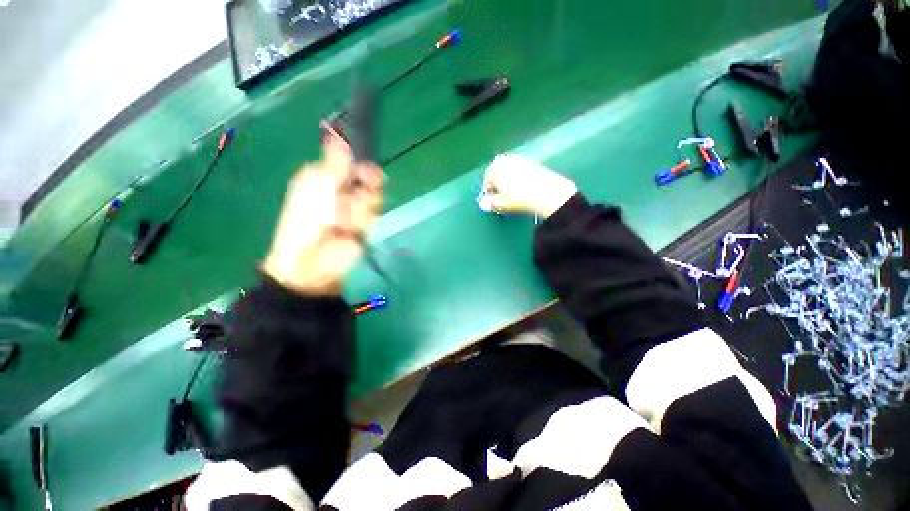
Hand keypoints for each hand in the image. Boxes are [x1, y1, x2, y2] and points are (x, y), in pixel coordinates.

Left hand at [262, 132, 383, 295]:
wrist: (313, 260)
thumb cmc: (306, 221)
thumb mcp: (316, 186)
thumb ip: (333, 162)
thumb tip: (339, 134)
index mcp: (327, 175)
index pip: (352, 160)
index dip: (361, 162)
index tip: (364, 169)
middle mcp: (345, 188)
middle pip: (369, 177)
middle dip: (364, 188)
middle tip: (352, 199)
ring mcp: (357, 207)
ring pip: (373, 196)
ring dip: (359, 209)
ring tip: (343, 222)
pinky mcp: (366, 223)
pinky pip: (373, 214)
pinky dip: (363, 221)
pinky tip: (351, 229)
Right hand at [480, 154, 576, 217]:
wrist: (546, 192)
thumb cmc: (518, 198)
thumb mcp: (501, 204)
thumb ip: (490, 203)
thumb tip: (482, 204)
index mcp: (494, 168)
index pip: (487, 182)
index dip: (490, 193)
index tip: (495, 202)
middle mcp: (504, 160)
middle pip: (496, 174)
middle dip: (498, 184)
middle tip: (503, 197)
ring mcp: (518, 158)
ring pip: (508, 171)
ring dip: (508, 180)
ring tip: (514, 193)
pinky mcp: (531, 161)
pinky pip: (519, 170)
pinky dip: (518, 178)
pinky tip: (524, 188)